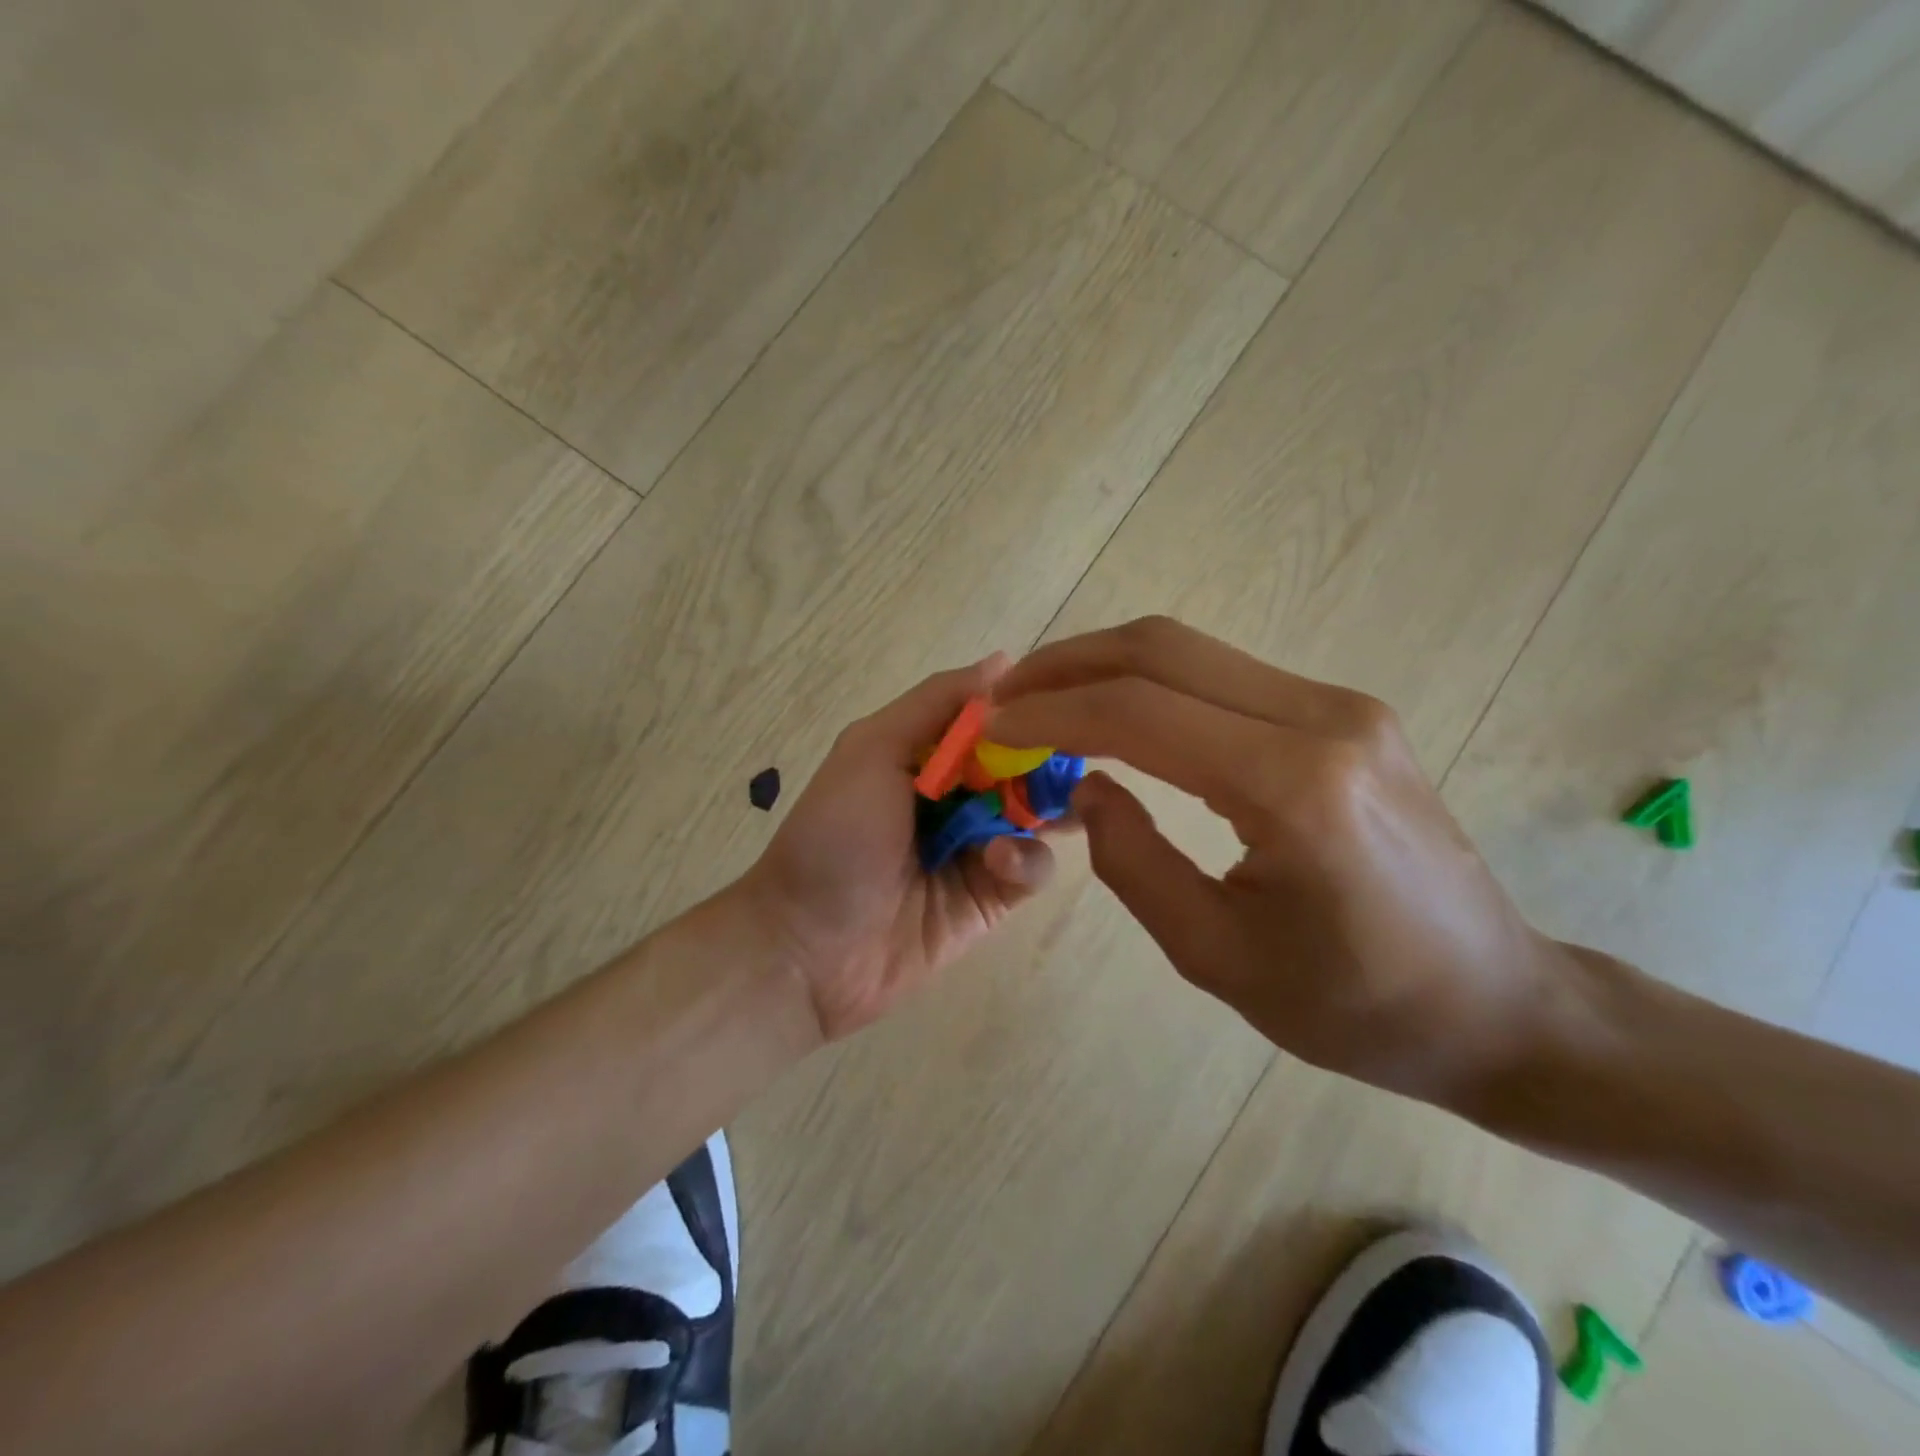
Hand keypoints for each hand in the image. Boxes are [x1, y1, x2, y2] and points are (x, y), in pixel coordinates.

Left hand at [740, 655, 1058, 1041]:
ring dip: (1044, 808)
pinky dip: (1024, 858)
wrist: (809, 946)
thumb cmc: (835, 835)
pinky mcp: (993, 897)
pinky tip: (997, 860)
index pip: (993, 720)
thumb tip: (1004, 660)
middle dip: (1050, 759)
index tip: (1064, 702)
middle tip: (1081, 756)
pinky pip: (1032, 868)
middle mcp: (957, 795)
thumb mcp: (872, 750)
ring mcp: (978, 847)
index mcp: (926, 754)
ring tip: (1052, 808)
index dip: (1028, 711)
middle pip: (1023, 765)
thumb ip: (935, 703)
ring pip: (1038, 815)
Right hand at [988, 617, 1575, 1105]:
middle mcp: (1323, 720)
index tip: (992, 727)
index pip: (1140, 713)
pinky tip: (1115, 714)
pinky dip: (1152, 684)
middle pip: (1164, 649)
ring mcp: (1342, 706)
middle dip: (1069, 663)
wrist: (1495, 1002)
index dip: (1052, 712)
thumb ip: (1131, 860)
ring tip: (1044, 700)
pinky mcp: (1345, 713)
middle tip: (1007, 695)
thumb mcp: (1215, 954)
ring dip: (1106, 665)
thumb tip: (1085, 784)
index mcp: (1294, 788)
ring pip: (1191, 650)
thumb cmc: (1354, 1004)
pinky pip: (1223, 677)